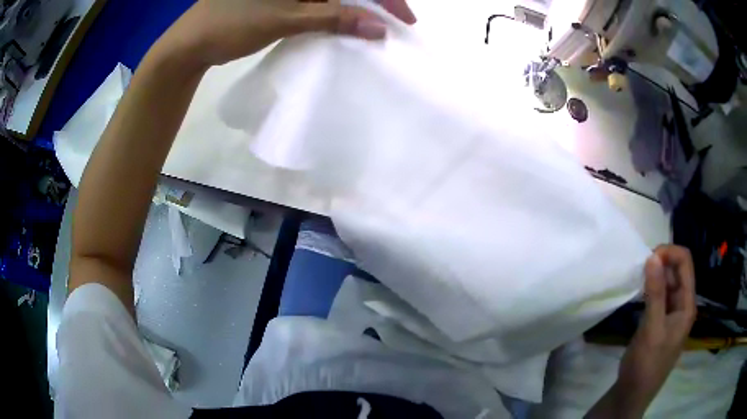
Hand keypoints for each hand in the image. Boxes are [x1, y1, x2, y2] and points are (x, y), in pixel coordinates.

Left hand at [161, 0, 416, 67]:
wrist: (190, 43)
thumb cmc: (231, 24)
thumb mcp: (285, 19)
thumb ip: (334, 19)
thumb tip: (378, 28)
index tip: (405, 18)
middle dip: (372, 2)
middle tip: (393, 24)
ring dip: (354, 9)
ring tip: (374, 28)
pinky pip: (315, 1)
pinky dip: (332, 13)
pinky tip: (346, 24)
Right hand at [587, 245, 696, 417]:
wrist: (632, 395)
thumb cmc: (646, 364)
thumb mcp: (652, 329)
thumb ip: (655, 293)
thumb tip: (653, 256)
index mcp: (687, 305)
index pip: (685, 264)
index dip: (670, 253)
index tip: (649, 257)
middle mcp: (682, 305)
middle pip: (678, 271)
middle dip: (662, 262)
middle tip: (640, 266)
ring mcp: (671, 314)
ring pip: (668, 283)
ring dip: (655, 275)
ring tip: (638, 276)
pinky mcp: (660, 321)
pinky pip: (659, 296)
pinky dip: (650, 288)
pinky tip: (639, 291)